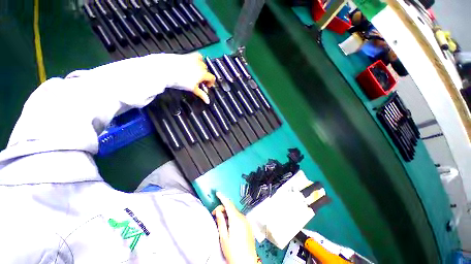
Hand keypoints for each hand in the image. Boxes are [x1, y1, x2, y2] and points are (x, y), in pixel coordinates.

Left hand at [170, 52, 215, 103]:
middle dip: (205, 77)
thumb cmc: (180, 80)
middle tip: (200, 82)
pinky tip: (195, 63)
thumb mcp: (192, 89)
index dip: (211, 83)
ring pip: (203, 63)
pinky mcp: (188, 56)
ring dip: (202, 69)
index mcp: (203, 74)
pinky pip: (197, 56)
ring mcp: (194, 59)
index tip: (207, 86)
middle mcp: (200, 65)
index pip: (212, 78)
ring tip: (197, 73)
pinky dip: (198, 59)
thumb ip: (201, 94)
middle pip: (207, 71)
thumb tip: (207, 101)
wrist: (166, 70)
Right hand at [212, 192, 257, 263]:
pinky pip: (239, 217)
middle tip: (215, 215)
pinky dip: (233, 218)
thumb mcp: (223, 237)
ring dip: (227, 214)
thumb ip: (220, 221)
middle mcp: (242, 218)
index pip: (228, 204)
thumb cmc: (234, 252)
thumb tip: (218, 212)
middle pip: (231, 208)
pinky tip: (229, 226)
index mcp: (236, 219)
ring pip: (235, 213)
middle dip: (222, 209)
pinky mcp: (248, 226)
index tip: (218, 194)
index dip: (222, 197)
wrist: (246, 262)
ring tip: (221, 223)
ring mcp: (246, 222)